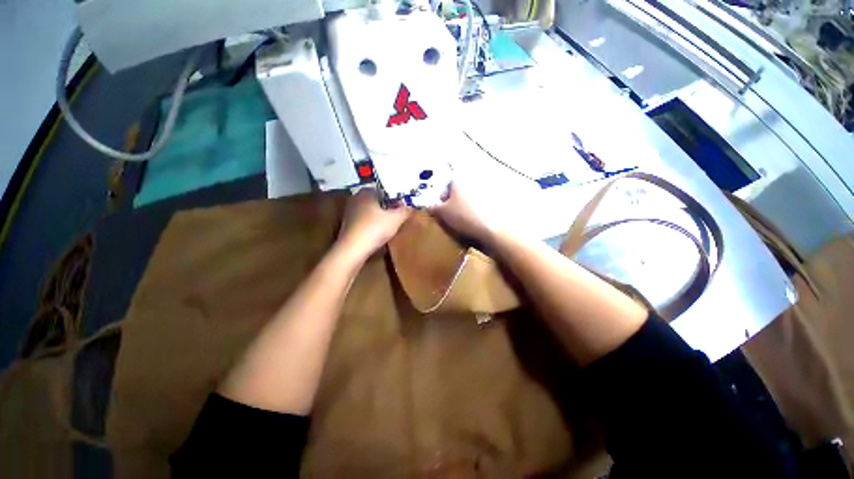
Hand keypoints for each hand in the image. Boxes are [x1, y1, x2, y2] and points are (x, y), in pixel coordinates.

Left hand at [336, 188, 411, 261]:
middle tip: (400, 215)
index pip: (385, 190)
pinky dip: (373, 224)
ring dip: (381, 216)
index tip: (405, 206)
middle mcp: (356, 198)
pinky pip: (365, 220)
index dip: (397, 198)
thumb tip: (411, 206)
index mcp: (367, 192)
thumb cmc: (375, 229)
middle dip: (389, 207)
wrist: (352, 250)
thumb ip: (405, 210)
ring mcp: (350, 211)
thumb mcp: (396, 219)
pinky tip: (379, 232)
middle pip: (378, 201)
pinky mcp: (348, 225)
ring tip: (391, 225)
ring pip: (371, 211)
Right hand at [430, 181, 505, 243]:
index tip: (441, 211)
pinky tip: (474, 223)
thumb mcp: (442, 213)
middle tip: (451, 217)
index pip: (446, 186)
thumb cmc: (464, 216)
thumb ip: (433, 208)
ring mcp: (486, 190)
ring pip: (470, 199)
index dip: (441, 199)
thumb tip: (430, 206)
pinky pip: (481, 206)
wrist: (492, 228)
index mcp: (459, 179)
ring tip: (463, 222)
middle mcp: (473, 181)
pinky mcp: (496, 201)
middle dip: (454, 203)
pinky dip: (476, 212)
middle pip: (459, 192)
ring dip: (465, 207)